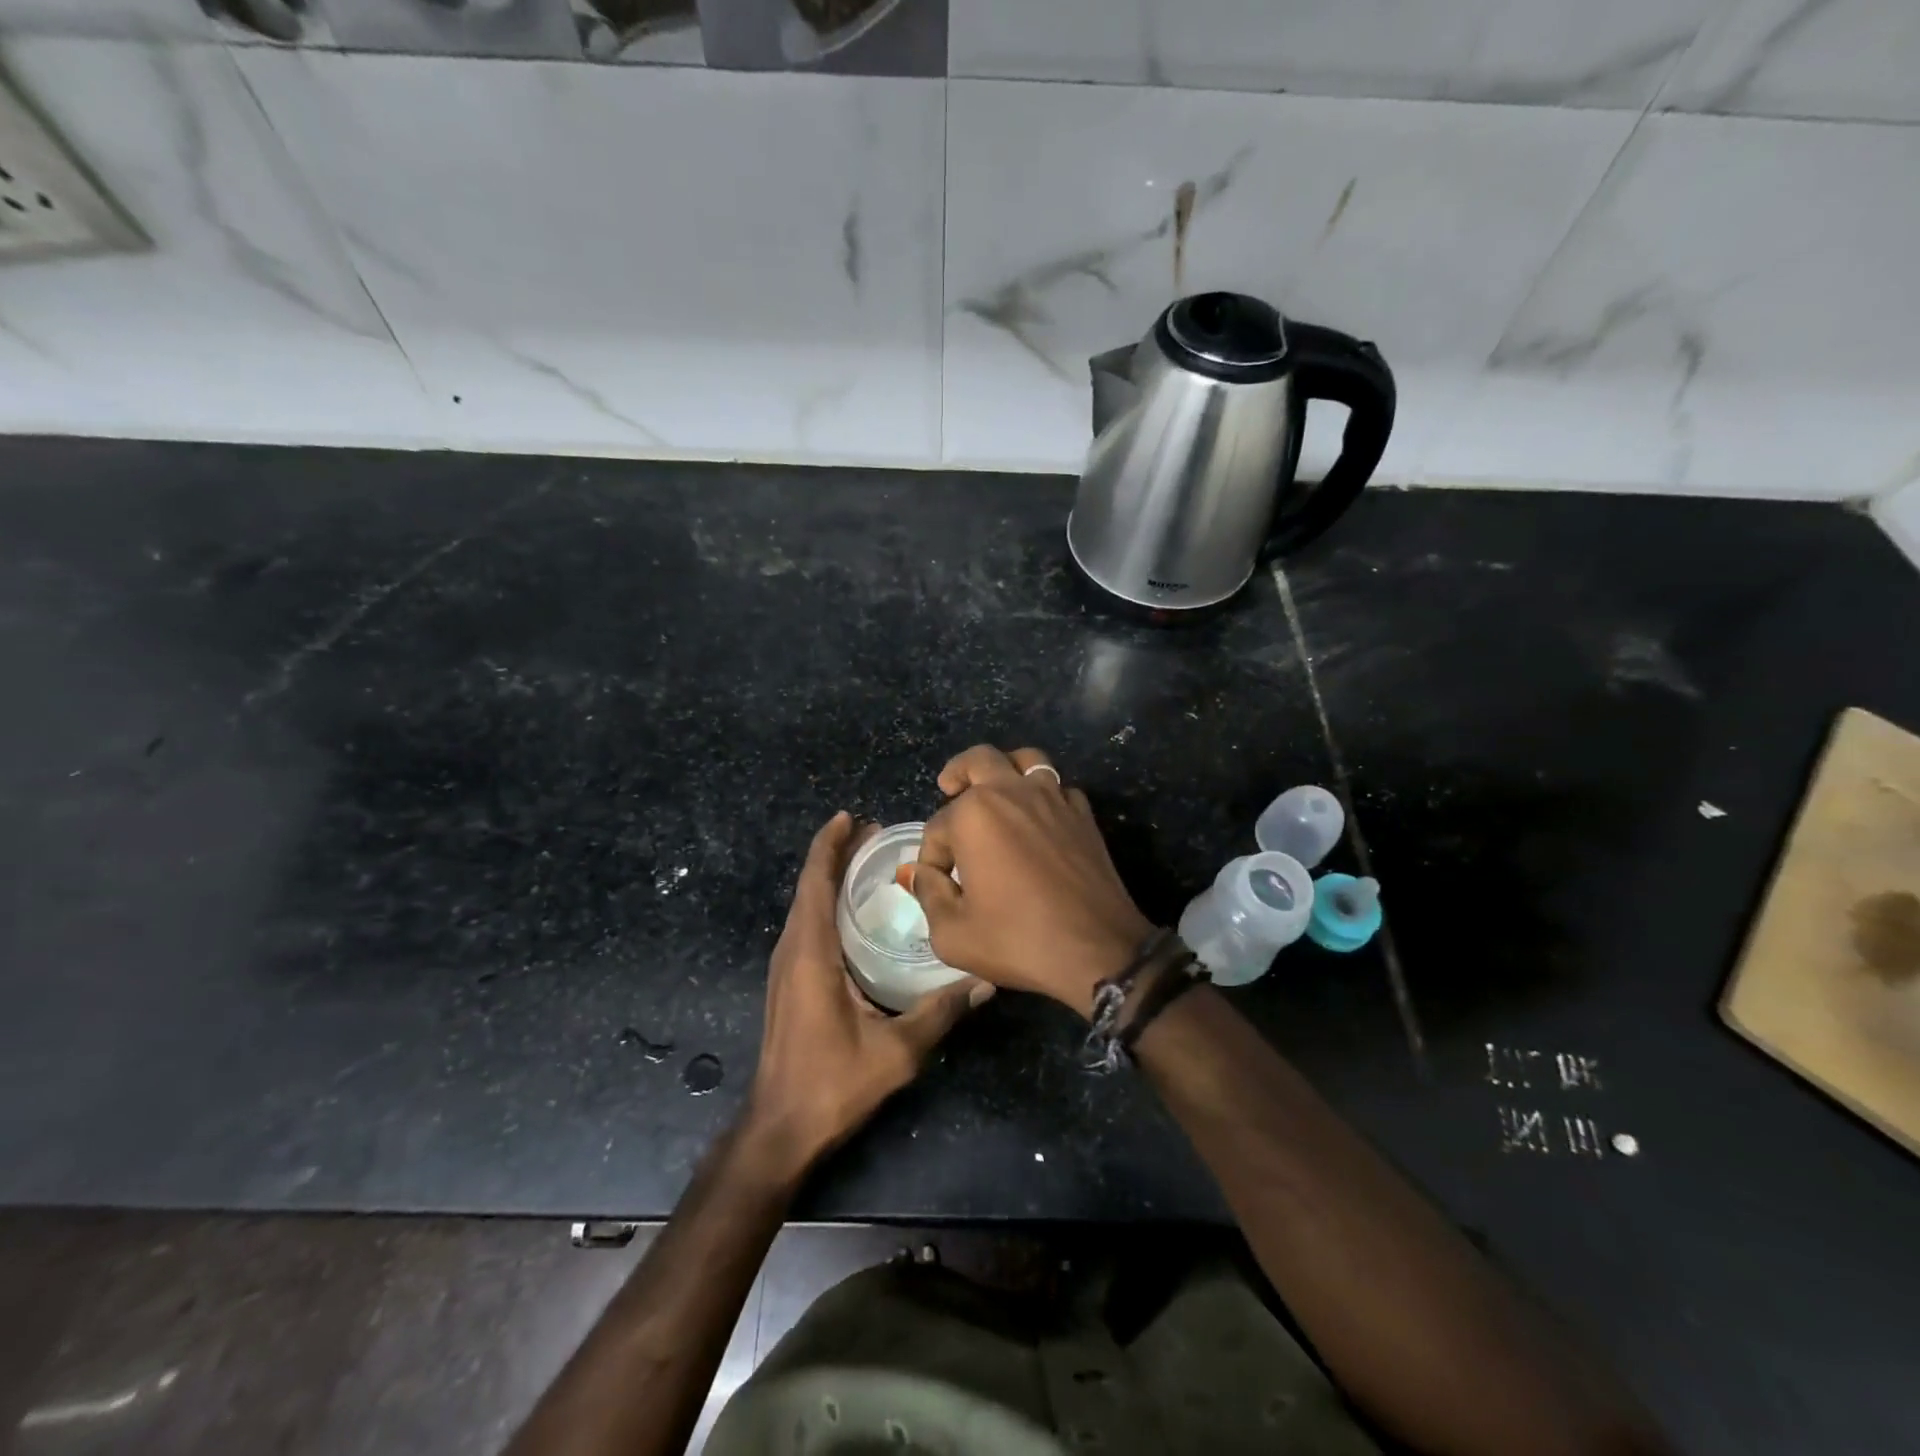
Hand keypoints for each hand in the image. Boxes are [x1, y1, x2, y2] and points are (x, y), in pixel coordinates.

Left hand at [747, 811, 992, 1171]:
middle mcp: (792, 950)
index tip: (852, 817)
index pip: (815, 882)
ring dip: (830, 877)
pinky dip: (827, 903)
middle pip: (810, 886)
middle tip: (876, 833)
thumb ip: (940, 1012)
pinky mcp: (789, 982)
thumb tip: (985, 980)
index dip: (830, 845)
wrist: (779, 1129)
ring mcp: (786, 967)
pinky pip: (807, 926)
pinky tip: (855, 913)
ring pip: (806, 906)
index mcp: (810, 953)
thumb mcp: (896, 1050)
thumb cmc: (832, 1084)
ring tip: (868, 862)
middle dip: (837, 854)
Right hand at [911, 745, 1154, 1017]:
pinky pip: (1058, 788)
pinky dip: (1042, 794)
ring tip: (995, 788)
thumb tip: (918, 873)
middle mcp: (1012, 793)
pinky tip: (1037, 819)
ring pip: (1026, 760)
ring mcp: (1053, 798)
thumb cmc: (1018, 940)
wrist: (1098, 951)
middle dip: (957, 773)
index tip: (936, 883)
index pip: (937, 827)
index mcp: (974, 814)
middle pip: (978, 760)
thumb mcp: (953, 933)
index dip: (930, 857)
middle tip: (948, 787)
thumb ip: (928, 894)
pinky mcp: (1083, 814)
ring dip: (1004, 768)